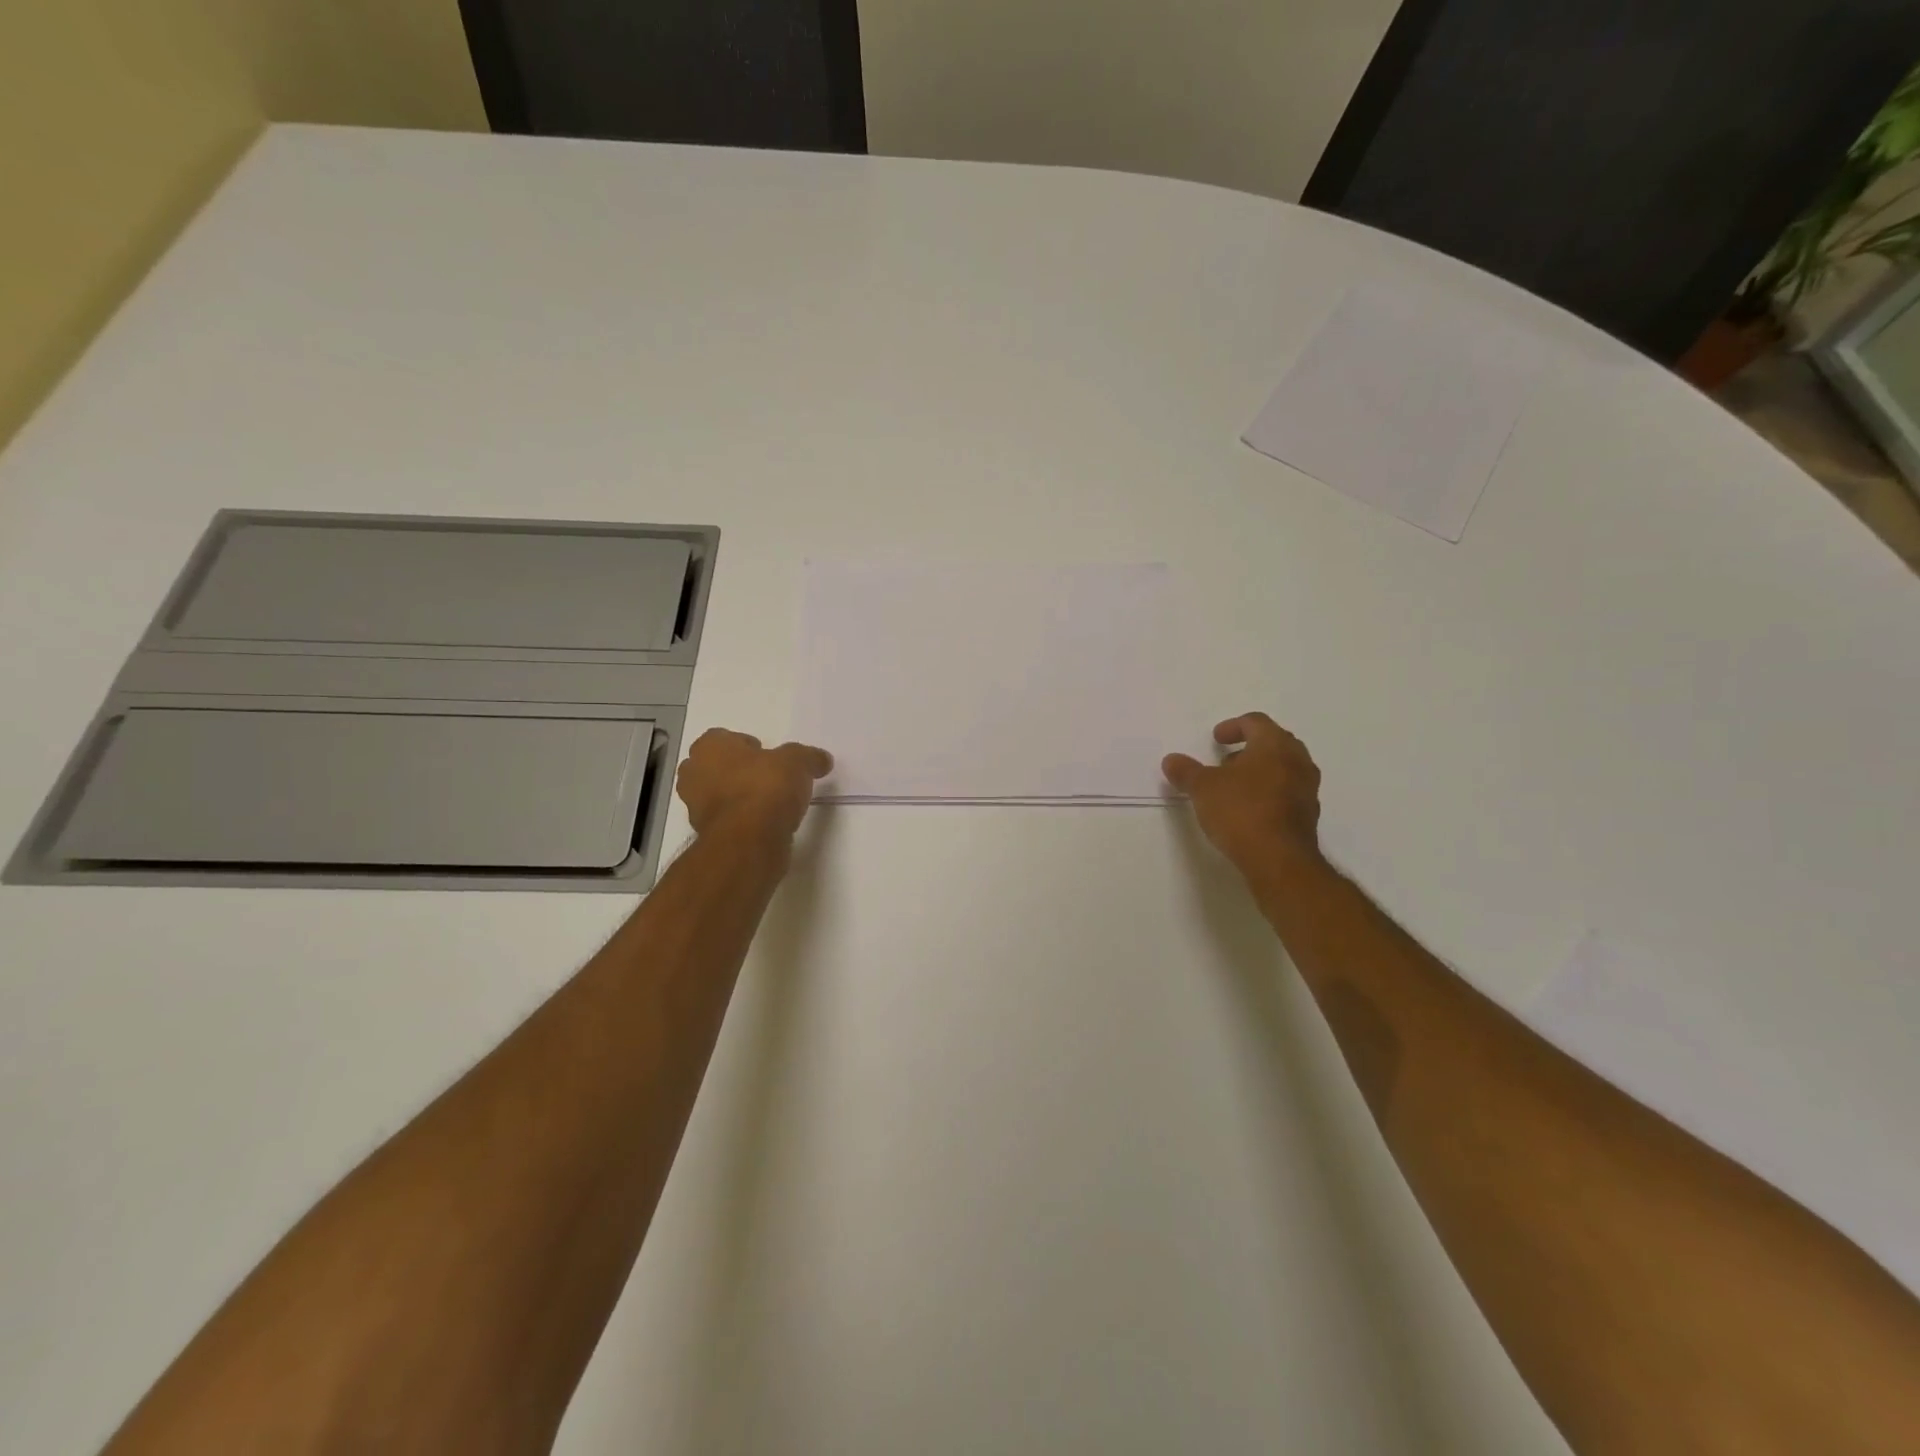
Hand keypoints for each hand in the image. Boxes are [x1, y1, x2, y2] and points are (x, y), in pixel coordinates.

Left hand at [676, 729, 833, 843]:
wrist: (750, 841)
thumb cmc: (766, 788)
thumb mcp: (798, 762)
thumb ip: (809, 757)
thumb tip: (822, 759)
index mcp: (709, 747)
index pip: (725, 738)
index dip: (748, 746)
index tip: (770, 758)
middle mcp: (694, 773)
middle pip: (717, 767)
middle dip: (739, 771)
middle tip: (768, 778)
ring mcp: (694, 807)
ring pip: (718, 794)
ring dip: (739, 797)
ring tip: (770, 804)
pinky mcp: (705, 835)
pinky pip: (726, 820)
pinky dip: (741, 820)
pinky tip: (765, 824)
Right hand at [1163, 713, 1323, 873]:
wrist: (1279, 859)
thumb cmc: (1241, 811)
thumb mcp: (1202, 788)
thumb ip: (1186, 771)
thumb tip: (1171, 760)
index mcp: (1274, 745)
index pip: (1256, 722)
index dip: (1233, 726)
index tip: (1216, 738)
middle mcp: (1297, 761)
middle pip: (1274, 743)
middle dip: (1249, 748)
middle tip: (1226, 760)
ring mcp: (1307, 789)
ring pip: (1284, 768)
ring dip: (1260, 771)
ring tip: (1234, 786)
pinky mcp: (1308, 815)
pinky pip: (1288, 792)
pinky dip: (1269, 792)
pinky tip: (1249, 809)